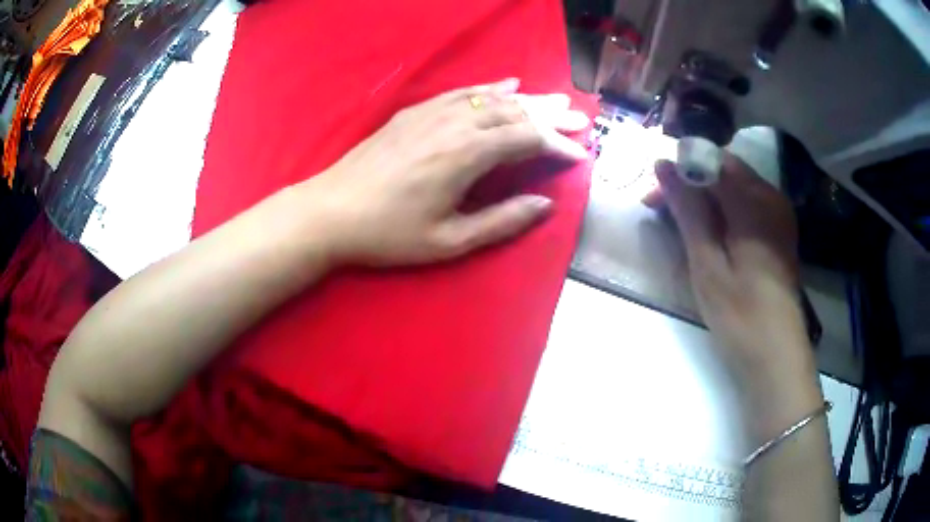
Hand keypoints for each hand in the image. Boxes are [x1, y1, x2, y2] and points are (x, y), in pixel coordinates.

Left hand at [295, 78, 588, 266]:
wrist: (331, 210)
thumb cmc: (389, 233)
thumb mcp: (449, 241)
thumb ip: (502, 221)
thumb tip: (545, 205)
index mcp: (465, 156)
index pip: (526, 140)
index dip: (557, 145)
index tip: (580, 154)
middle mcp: (454, 124)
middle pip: (514, 112)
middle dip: (550, 116)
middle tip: (579, 118)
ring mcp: (432, 113)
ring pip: (491, 99)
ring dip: (527, 100)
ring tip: (555, 101)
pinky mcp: (414, 111)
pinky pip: (461, 93)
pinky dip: (489, 89)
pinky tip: (507, 85)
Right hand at [652, 154, 814, 386]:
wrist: (776, 356)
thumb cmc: (740, 316)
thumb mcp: (707, 264)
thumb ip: (688, 210)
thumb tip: (662, 164)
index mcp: (754, 201)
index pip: (709, 161)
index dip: (678, 171)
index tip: (652, 198)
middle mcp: (771, 196)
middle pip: (723, 170)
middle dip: (690, 183)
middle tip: (661, 211)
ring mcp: (779, 213)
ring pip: (734, 186)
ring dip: (705, 198)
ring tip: (682, 225)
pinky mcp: (780, 231)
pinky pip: (747, 204)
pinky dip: (724, 211)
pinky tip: (712, 235)